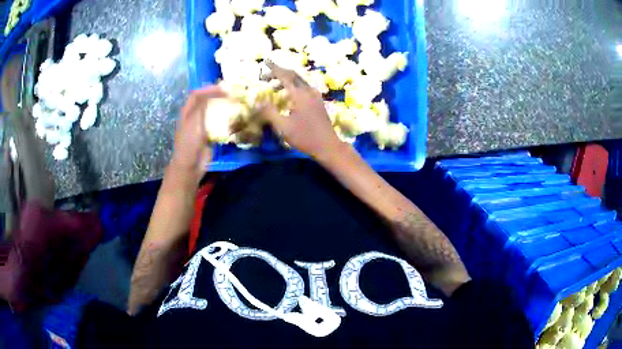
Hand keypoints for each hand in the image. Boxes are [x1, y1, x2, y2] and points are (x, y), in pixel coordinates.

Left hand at [170, 86, 226, 183]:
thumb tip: (217, 92)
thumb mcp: (195, 119)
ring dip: (223, 107)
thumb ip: (204, 104)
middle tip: (232, 94)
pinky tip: (234, 119)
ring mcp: (202, 126)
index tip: (223, 88)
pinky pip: (218, 124)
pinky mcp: (209, 136)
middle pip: (206, 102)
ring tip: (235, 104)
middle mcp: (194, 117)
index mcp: (187, 112)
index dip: (208, 89)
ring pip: (213, 112)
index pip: (197, 94)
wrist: (190, 165)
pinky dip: (226, 120)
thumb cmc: (190, 142)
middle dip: (218, 96)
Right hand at [260, 61, 342, 159]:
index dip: (274, 68)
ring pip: (300, 81)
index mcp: (300, 95)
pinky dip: (294, 86)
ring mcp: (316, 96)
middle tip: (265, 77)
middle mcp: (309, 91)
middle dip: (279, 73)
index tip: (265, 61)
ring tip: (273, 88)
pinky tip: (288, 96)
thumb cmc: (305, 137)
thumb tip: (257, 102)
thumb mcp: (283, 127)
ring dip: (286, 80)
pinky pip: (305, 87)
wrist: (328, 146)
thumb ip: (269, 112)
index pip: (284, 76)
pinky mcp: (319, 101)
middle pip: (293, 75)